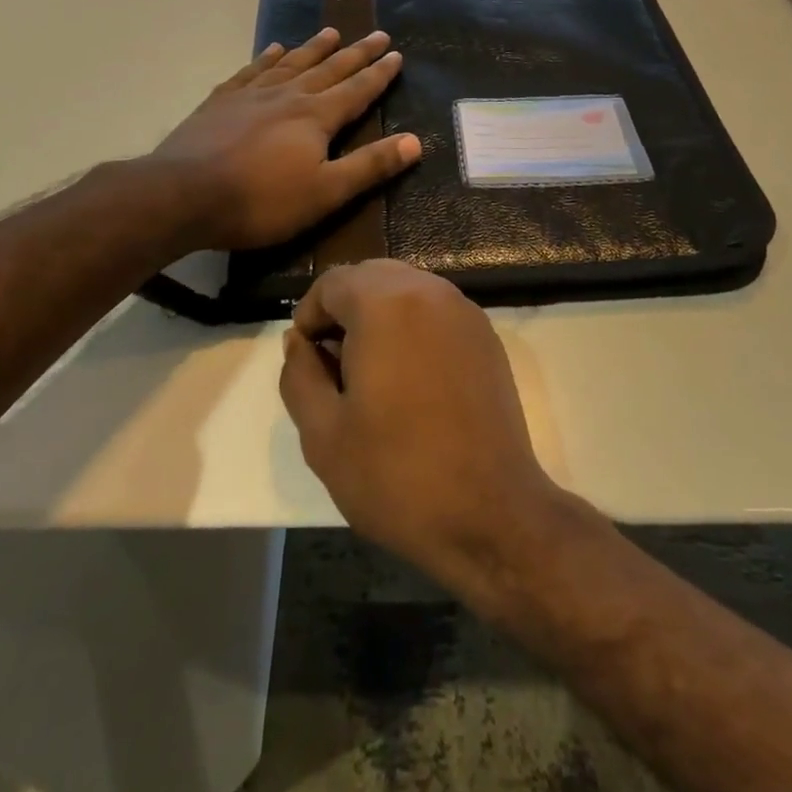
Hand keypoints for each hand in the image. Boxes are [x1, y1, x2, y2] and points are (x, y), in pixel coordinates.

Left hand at [151, 29, 421, 250]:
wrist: (183, 194)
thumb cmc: (260, 200)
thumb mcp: (325, 192)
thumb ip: (370, 166)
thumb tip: (415, 141)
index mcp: (316, 117)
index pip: (357, 89)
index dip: (379, 73)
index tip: (396, 54)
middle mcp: (288, 95)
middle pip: (329, 68)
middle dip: (356, 53)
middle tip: (376, 33)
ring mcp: (252, 94)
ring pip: (291, 63)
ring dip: (314, 47)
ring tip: (331, 31)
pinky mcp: (221, 101)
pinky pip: (251, 71)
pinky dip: (266, 58)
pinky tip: (273, 49)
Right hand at [278, 259, 565, 593]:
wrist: (492, 515)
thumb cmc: (398, 475)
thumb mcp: (323, 434)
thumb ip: (299, 375)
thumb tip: (299, 341)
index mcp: (386, 304)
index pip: (333, 282)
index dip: (309, 315)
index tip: (306, 360)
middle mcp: (430, 291)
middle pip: (371, 277)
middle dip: (344, 310)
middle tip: (333, 366)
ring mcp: (465, 312)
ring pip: (406, 290)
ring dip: (379, 316)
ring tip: (370, 375)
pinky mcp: (486, 337)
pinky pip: (435, 311)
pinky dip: (413, 327)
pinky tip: (409, 381)